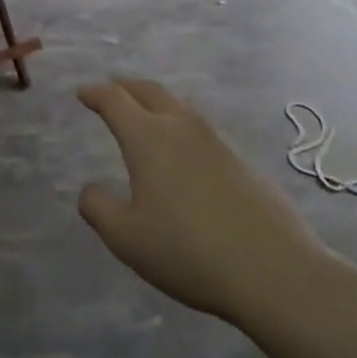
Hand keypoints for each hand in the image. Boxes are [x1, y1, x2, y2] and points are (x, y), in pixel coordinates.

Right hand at [77, 79, 329, 325]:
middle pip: (150, 91)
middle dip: (126, 87)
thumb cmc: (188, 251)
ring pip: (180, 107)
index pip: (116, 101)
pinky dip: (180, 125)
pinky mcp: (241, 162)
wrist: (273, 270)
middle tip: (111, 89)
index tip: (82, 92)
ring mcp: (216, 142)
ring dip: (156, 102)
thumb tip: (89, 190)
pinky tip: (182, 150)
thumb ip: (98, 209)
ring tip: (145, 113)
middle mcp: (182, 128)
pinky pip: (200, 129)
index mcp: (149, 138)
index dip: (95, 93)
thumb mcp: (126, 238)